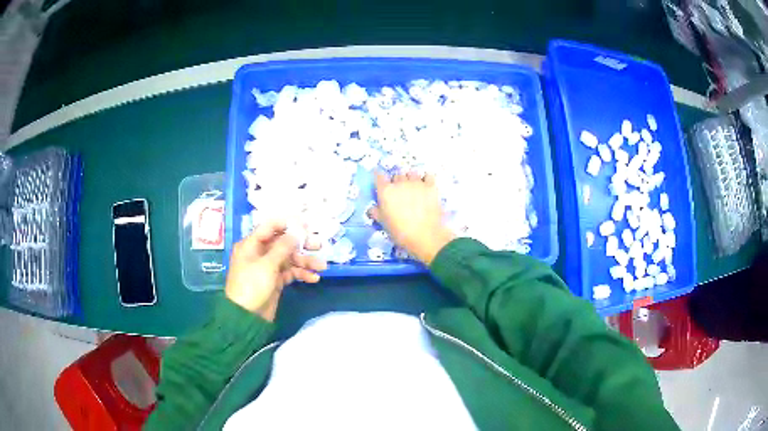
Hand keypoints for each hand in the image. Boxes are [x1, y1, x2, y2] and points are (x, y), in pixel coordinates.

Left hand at [225, 220, 326, 320]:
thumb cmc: (252, 286)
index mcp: (251, 244)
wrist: (246, 318)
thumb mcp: (267, 265)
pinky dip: (302, 274)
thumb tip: (297, 231)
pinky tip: (314, 278)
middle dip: (301, 244)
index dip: (288, 223)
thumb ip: (283, 247)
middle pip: (283, 242)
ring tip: (322, 266)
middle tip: (319, 245)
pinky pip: (291, 272)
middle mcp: (260, 253)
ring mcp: (268, 267)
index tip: (307, 225)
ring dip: (305, 261)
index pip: (270, 226)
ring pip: (289, 258)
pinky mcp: (275, 281)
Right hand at [370, 172, 454, 264]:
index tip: (381, 181)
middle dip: (397, 181)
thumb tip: (372, 208)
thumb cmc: (400, 232)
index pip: (378, 176)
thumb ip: (376, 213)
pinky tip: (426, 185)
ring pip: (412, 173)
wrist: (425, 236)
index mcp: (386, 191)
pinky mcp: (430, 186)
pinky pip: (427, 175)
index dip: (379, 177)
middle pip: (396, 175)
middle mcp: (400, 183)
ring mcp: (416, 183)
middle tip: (400, 193)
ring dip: (411, 179)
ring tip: (414, 188)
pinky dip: (426, 178)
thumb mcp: (384, 224)